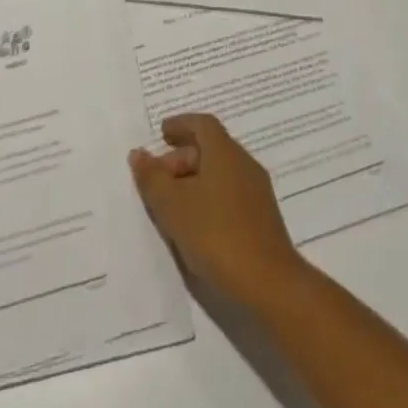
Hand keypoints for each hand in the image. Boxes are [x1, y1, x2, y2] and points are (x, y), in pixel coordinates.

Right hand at [129, 113, 303, 305]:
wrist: (269, 283)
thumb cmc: (216, 234)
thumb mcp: (172, 206)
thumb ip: (152, 178)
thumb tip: (139, 154)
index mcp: (224, 153)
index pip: (203, 124)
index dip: (181, 124)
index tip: (162, 134)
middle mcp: (244, 164)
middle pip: (211, 147)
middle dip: (181, 157)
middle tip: (158, 178)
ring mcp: (256, 191)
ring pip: (220, 172)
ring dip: (194, 179)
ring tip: (171, 203)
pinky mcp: (261, 217)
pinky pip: (230, 192)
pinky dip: (209, 196)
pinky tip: (195, 223)